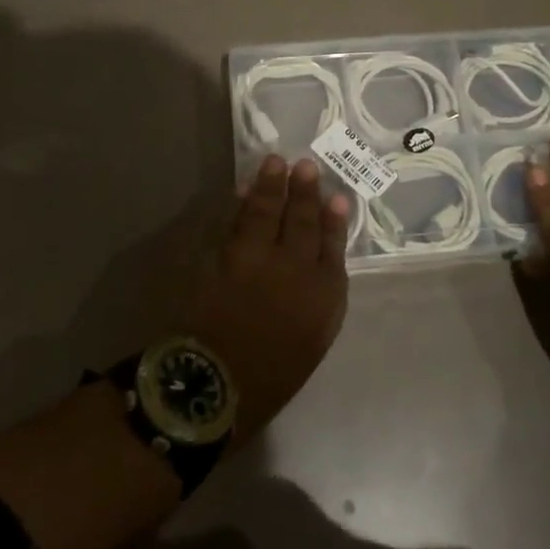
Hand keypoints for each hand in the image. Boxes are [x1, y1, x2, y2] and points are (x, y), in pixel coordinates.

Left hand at [184, 155, 349, 437]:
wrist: (213, 386)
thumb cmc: (269, 378)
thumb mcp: (311, 343)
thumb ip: (319, 302)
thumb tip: (318, 268)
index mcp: (322, 296)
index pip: (332, 247)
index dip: (334, 221)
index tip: (336, 197)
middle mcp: (294, 268)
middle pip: (302, 222)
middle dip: (305, 192)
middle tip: (305, 165)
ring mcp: (256, 258)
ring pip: (268, 213)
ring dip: (272, 186)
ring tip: (276, 162)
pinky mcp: (222, 256)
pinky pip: (235, 222)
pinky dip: (241, 204)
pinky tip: (244, 191)